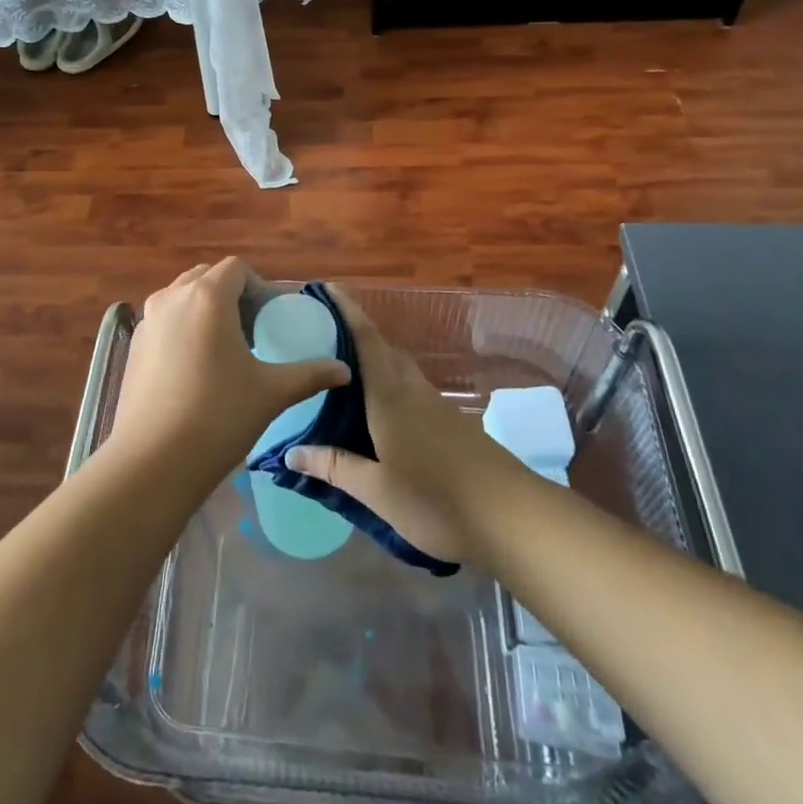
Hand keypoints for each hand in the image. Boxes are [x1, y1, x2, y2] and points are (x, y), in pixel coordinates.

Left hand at [106, 258, 349, 489]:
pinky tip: (194, 370)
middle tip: (252, 331)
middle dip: (232, 296)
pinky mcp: (132, 345)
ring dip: (205, 311)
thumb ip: (310, 374)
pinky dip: (183, 329)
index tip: (271, 318)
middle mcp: (172, 297)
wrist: (153, 461)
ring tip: (224, 350)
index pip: (237, 269)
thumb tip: (344, 371)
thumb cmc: (219, 416)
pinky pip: (164, 321)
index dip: (258, 288)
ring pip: (182, 298)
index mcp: (207, 296)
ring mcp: (147, 320)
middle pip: (207, 278)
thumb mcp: (271, 392)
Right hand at [286, 287, 526, 564]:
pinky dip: (391, 386)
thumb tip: (290, 452)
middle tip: (324, 338)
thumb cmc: (436, 499)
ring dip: (375, 361)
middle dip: (356, 336)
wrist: (512, 515)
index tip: (328, 288)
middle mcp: (412, 392)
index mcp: (389, 399)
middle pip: (383, 350)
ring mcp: (436, 406)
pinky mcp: (452, 424)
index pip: (365, 341)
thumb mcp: (377, 492)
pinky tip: (381, 413)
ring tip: (347, 375)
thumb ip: (335, 468)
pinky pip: (412, 390)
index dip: (347, 312)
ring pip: (399, 370)